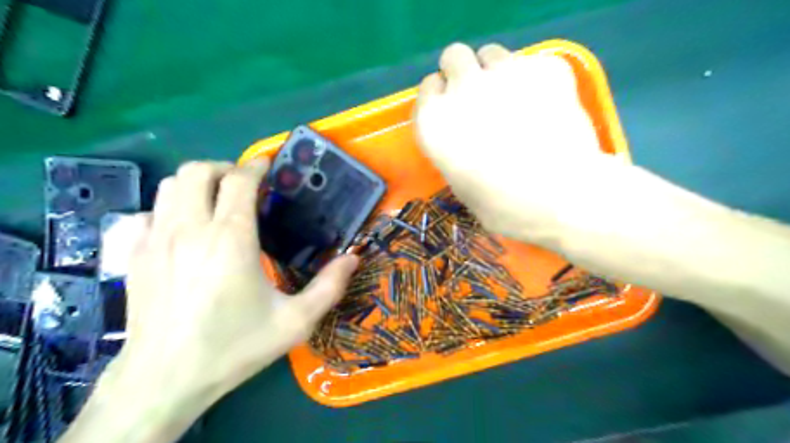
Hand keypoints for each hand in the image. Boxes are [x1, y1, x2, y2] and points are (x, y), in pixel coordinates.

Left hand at [65, 162, 353, 441]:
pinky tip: (185, 229)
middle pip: (198, 171)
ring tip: (218, 200)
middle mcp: (190, 229)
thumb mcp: (294, 322)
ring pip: (170, 185)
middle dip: (224, 168)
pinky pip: (148, 212)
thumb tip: (352, 258)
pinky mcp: (134, 255)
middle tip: (245, 185)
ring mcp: (156, 240)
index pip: (239, 182)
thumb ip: (329, 287)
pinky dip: (169, 208)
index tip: (268, 167)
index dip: (256, 167)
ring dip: (197, 183)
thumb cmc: (234, 347)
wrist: (165, 380)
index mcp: (230, 239)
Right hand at [415, 44, 616, 244]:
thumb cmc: (505, 207)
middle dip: (463, 73)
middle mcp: (463, 88)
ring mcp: (504, 72)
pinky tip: (547, 106)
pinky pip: (531, 63)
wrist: (563, 197)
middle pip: (454, 56)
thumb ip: (454, 150)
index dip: (441, 97)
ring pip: (491, 53)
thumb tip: (465, 138)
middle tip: (480, 98)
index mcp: (435, 122)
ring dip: (496, 72)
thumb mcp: (461, 185)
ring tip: (514, 101)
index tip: (453, 109)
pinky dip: (534, 80)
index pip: (427, 87)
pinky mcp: (545, 67)